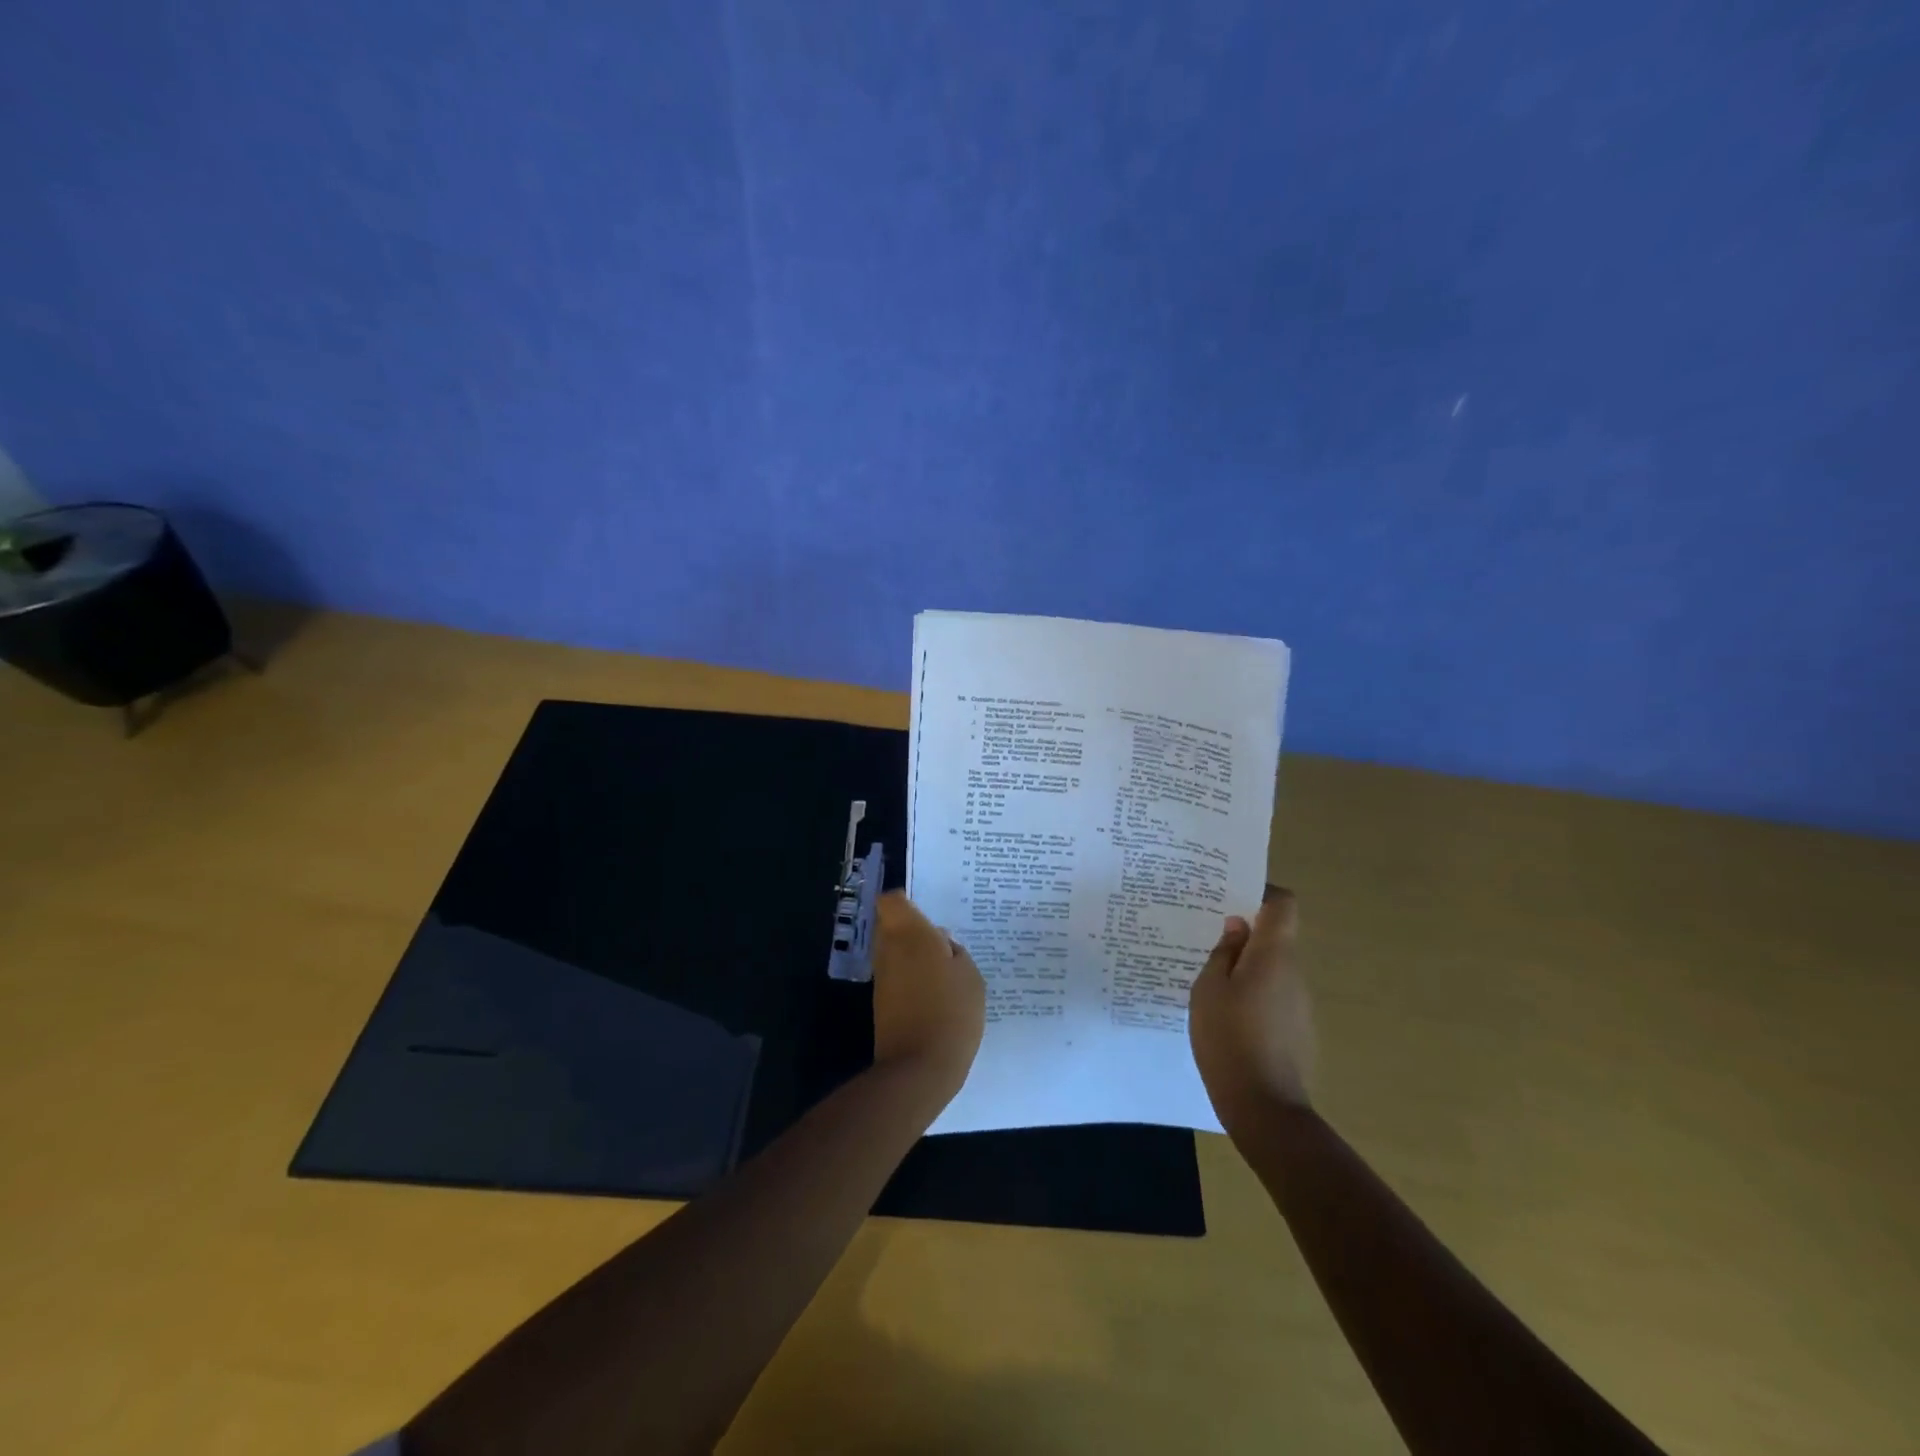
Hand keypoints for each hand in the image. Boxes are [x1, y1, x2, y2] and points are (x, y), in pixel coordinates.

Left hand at [871, 892, 985, 1105]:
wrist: (919, 1068)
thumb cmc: (951, 1012)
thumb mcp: (970, 975)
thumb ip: (954, 952)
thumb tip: (940, 943)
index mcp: (910, 934)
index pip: (891, 901)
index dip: (905, 902)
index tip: (926, 913)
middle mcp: (889, 950)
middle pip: (890, 925)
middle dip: (911, 930)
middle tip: (941, 944)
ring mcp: (882, 978)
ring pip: (892, 952)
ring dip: (911, 955)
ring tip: (943, 972)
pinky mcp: (881, 1003)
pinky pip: (895, 977)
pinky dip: (910, 979)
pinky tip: (934, 995)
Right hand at [1189, 886, 1313, 1135]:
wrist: (1264, 1109)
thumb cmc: (1229, 1039)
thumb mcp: (1209, 989)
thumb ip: (1224, 952)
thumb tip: (1238, 926)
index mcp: (1274, 956)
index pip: (1283, 904)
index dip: (1261, 891)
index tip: (1230, 894)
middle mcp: (1294, 973)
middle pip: (1275, 936)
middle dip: (1244, 931)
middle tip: (1205, 934)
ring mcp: (1299, 1004)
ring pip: (1271, 968)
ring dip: (1245, 965)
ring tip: (1208, 977)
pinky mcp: (1296, 1030)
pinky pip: (1272, 995)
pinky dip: (1251, 993)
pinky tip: (1224, 1013)